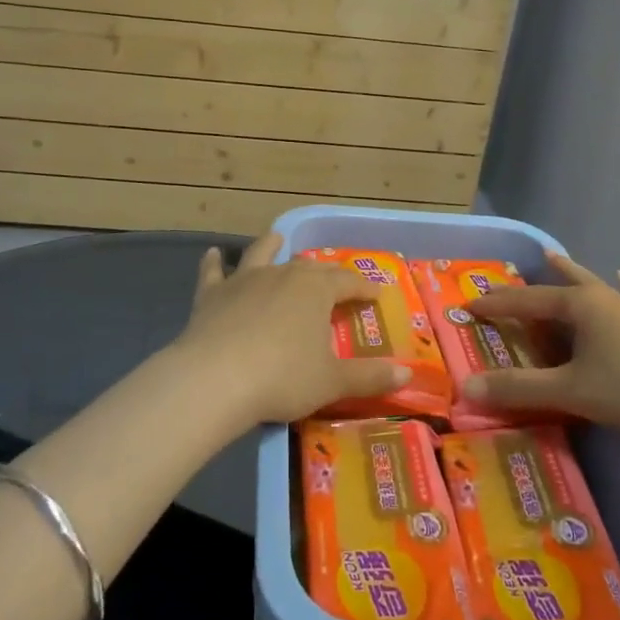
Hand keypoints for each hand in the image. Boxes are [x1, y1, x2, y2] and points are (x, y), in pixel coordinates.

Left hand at [171, 233, 411, 427]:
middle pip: (309, 267)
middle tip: (335, 281)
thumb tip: (407, 372)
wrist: (215, 379)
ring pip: (262, 255)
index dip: (364, 288)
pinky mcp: (212, 294)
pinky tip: (213, 253)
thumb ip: (370, 376)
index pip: (348, 282)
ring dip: (271, 246)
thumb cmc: (283, 377)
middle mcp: (282, 274)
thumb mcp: (332, 382)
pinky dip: (214, 262)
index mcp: (316, 289)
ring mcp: (244, 280)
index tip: (377, 295)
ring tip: (276, 237)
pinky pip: (213, 272)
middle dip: (325, 272)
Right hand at [462, 253, 619, 437]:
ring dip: (572, 275)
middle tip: (509, 276)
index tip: (469, 306)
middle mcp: (602, 299)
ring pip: (593, 286)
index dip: (496, 304)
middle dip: (532, 283)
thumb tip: (467, 387)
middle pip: (559, 285)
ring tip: (556, 259)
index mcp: (579, 306)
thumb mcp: (571, 390)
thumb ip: (519, 388)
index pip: (526, 301)